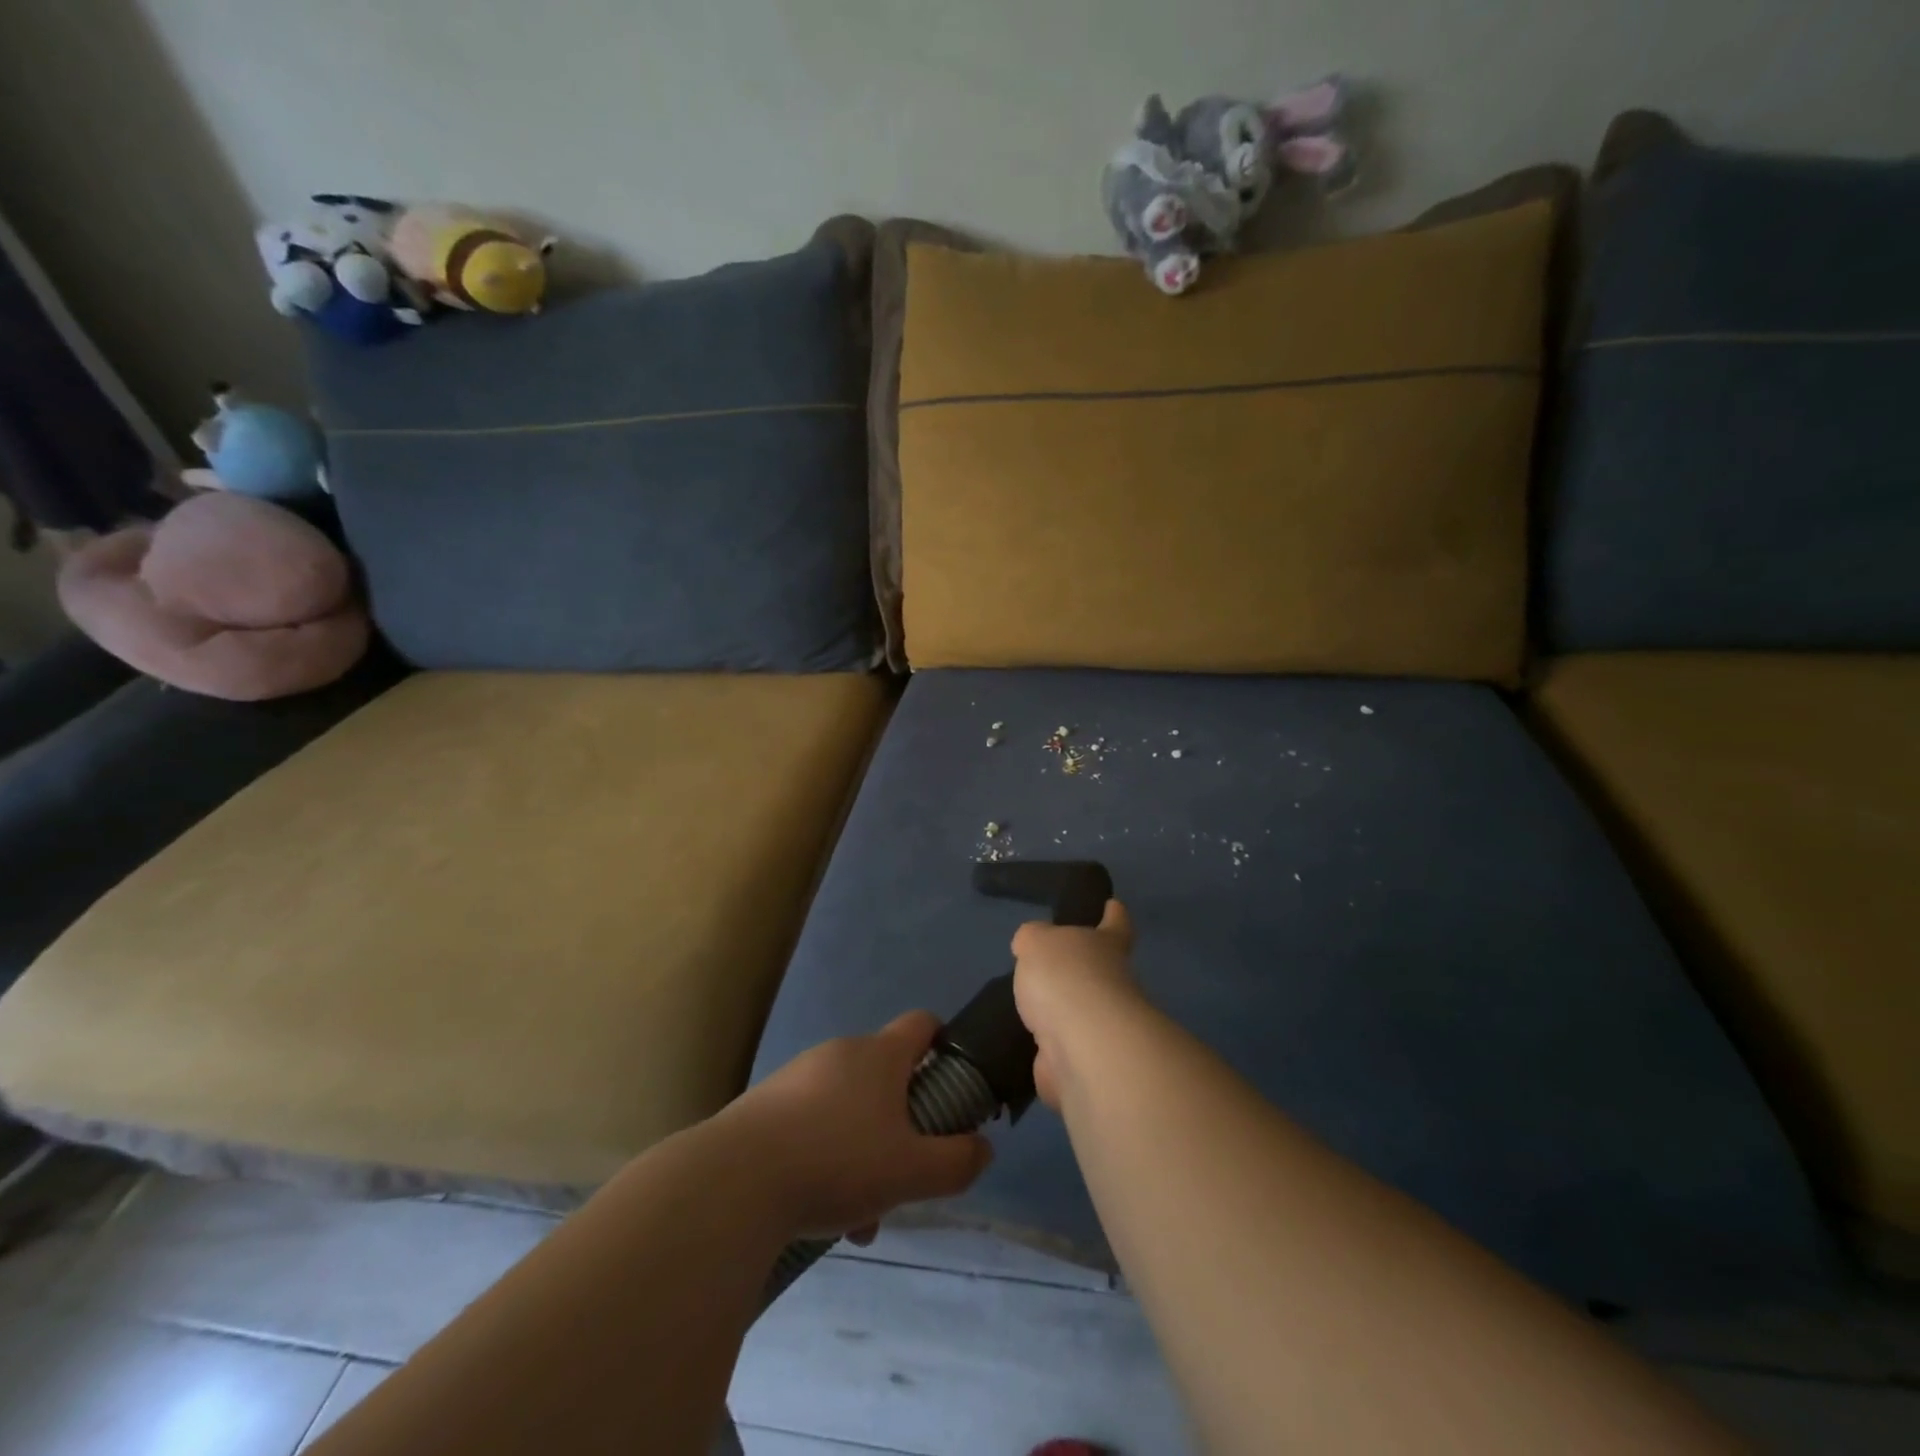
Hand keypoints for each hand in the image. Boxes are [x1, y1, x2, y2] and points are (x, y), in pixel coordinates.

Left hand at [728, 1012, 992, 1241]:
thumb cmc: (836, 1162)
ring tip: (857, 1218)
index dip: (943, 1044)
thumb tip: (982, 1148)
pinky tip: (818, 1212)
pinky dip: (825, 1159)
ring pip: (848, 1110)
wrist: (733, 1181)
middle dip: (901, 1127)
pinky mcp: (765, 1105)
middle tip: (902, 1177)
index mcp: (879, 1054)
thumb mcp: (910, 1172)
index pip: (922, 1022)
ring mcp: (798, 1076)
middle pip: (886, 1078)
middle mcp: (840, 1053)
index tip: (950, 1085)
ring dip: (863, 1154)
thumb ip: (956, 1162)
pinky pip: (812, 1125)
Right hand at [1012, 900, 1139, 1109]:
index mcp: (1107, 945)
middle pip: (1098, 970)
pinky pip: (1060, 1049)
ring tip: (1027, 1004)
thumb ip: (1033, 939)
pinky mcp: (1082, 1062)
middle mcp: (1113, 984)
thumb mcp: (1037, 941)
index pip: (1116, 924)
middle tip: (1047, 964)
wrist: (1080, 1045)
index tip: (1113, 906)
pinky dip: (1045, 1048)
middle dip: (1078, 969)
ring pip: (1079, 1012)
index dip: (1113, 914)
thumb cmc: (1065, 976)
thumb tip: (1031, 947)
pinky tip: (1023, 1042)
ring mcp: (1100, 1027)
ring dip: (1060, 1011)